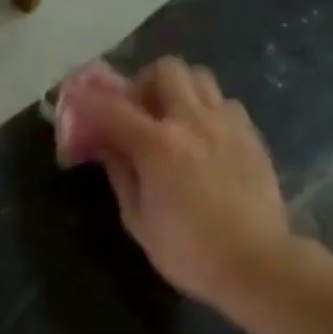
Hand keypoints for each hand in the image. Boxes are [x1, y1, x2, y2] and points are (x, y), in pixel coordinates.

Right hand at [79, 58, 293, 305]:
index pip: (112, 108)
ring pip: (200, 77)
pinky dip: (207, 111)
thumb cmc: (188, 250)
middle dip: (144, 83)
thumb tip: (109, 148)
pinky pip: (225, 103)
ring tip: (173, 120)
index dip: (88, 98)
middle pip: (165, 70)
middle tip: (138, 111)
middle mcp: (192, 121)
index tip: (75, 95)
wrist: (257, 263)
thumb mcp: (137, 219)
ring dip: (179, 91)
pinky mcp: (251, 136)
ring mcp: (227, 124)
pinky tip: (204, 140)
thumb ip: (121, 174)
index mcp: (157, 144)